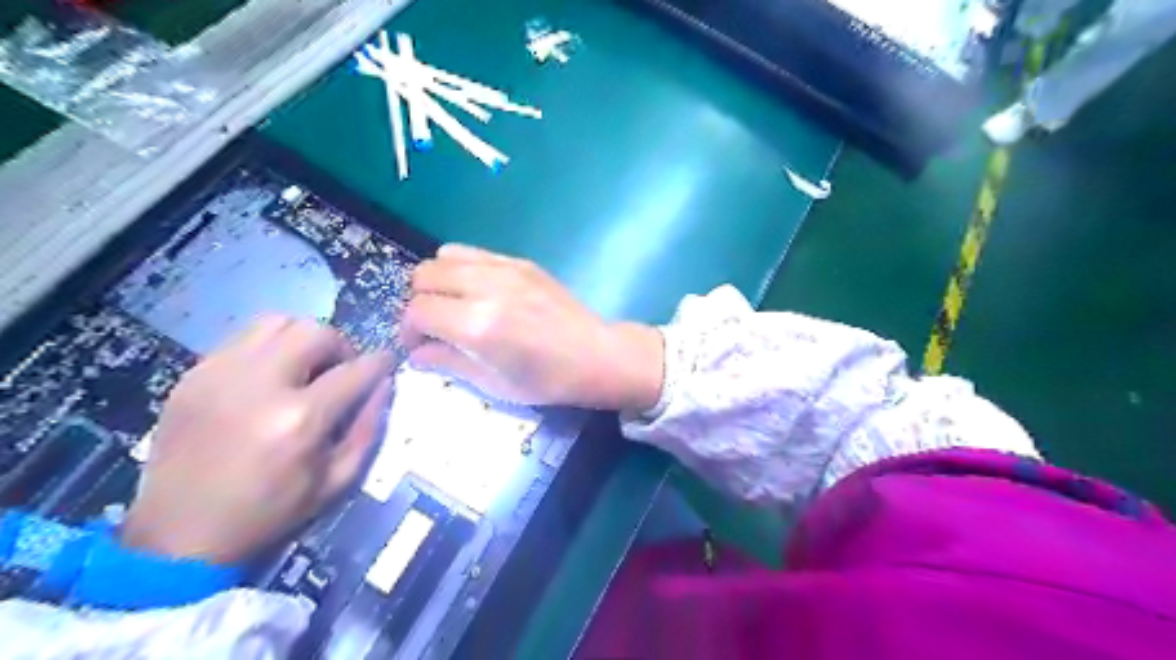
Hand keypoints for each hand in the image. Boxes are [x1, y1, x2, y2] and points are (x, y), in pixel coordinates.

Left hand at [121, 317, 390, 564]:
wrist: (177, 538)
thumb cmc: (269, 514)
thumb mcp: (337, 481)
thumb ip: (368, 428)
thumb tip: (383, 385)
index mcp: (299, 419)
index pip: (356, 370)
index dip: (379, 363)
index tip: (386, 363)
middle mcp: (259, 385)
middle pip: (315, 332)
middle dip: (341, 346)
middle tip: (340, 371)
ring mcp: (218, 375)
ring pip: (277, 323)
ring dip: (302, 339)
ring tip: (304, 368)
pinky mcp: (192, 377)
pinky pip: (242, 339)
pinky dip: (267, 349)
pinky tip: (268, 379)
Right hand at [402, 244, 658, 408]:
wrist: (596, 354)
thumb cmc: (548, 380)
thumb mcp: (494, 384)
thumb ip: (449, 363)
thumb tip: (415, 354)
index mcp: (478, 324)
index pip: (417, 311)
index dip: (408, 330)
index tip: (417, 345)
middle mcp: (486, 287)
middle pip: (423, 275)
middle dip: (418, 301)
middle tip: (433, 324)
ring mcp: (505, 268)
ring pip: (444, 255)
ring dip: (438, 280)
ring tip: (453, 304)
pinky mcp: (521, 261)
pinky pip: (473, 252)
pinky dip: (462, 268)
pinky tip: (478, 291)